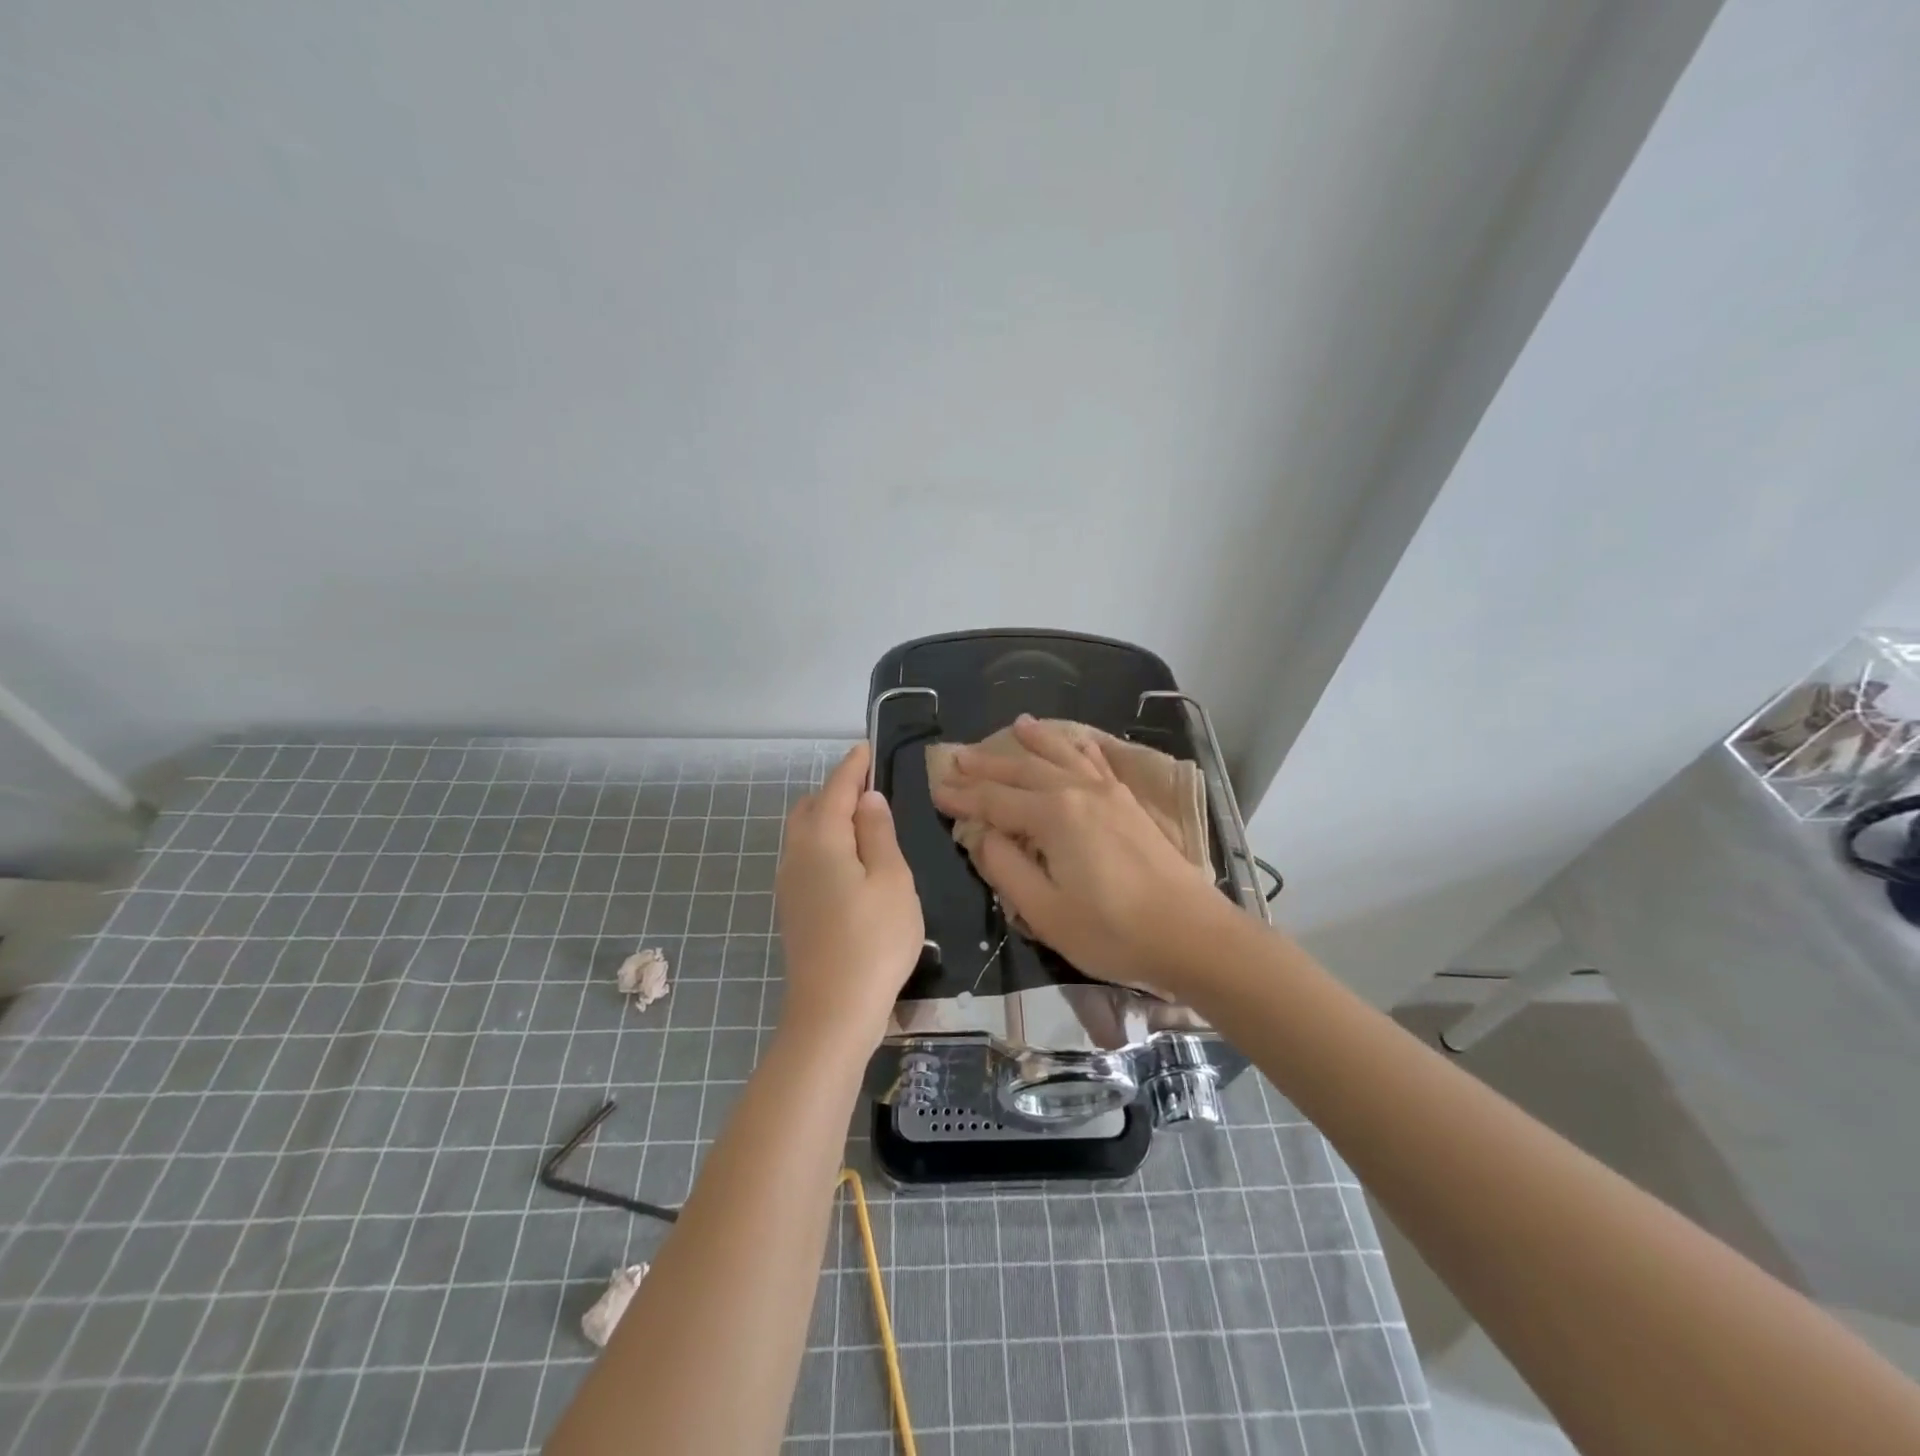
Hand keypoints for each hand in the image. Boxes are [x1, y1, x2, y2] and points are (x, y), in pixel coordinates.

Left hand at [775, 743, 924, 1052]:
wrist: (832, 1012)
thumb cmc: (873, 942)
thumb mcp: (892, 880)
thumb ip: (879, 834)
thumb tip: (868, 799)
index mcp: (821, 840)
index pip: (836, 789)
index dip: (852, 767)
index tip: (866, 748)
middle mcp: (796, 855)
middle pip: (811, 808)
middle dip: (836, 791)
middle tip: (871, 789)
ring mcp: (790, 884)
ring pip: (804, 834)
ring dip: (829, 818)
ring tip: (865, 823)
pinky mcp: (793, 908)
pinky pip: (806, 857)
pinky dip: (826, 843)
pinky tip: (851, 861)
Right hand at [928, 715, 1224, 990]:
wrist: (1191, 935)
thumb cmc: (1112, 931)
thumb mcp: (1045, 912)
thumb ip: (1006, 869)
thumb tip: (982, 837)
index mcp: (1053, 817)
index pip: (995, 801)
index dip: (963, 798)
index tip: (936, 791)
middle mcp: (1078, 792)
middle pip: (1023, 770)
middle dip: (988, 764)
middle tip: (957, 757)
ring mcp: (1109, 793)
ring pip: (1062, 755)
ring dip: (1036, 741)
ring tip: (1018, 724)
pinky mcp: (1129, 803)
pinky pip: (1097, 761)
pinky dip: (1080, 747)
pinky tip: (1075, 741)